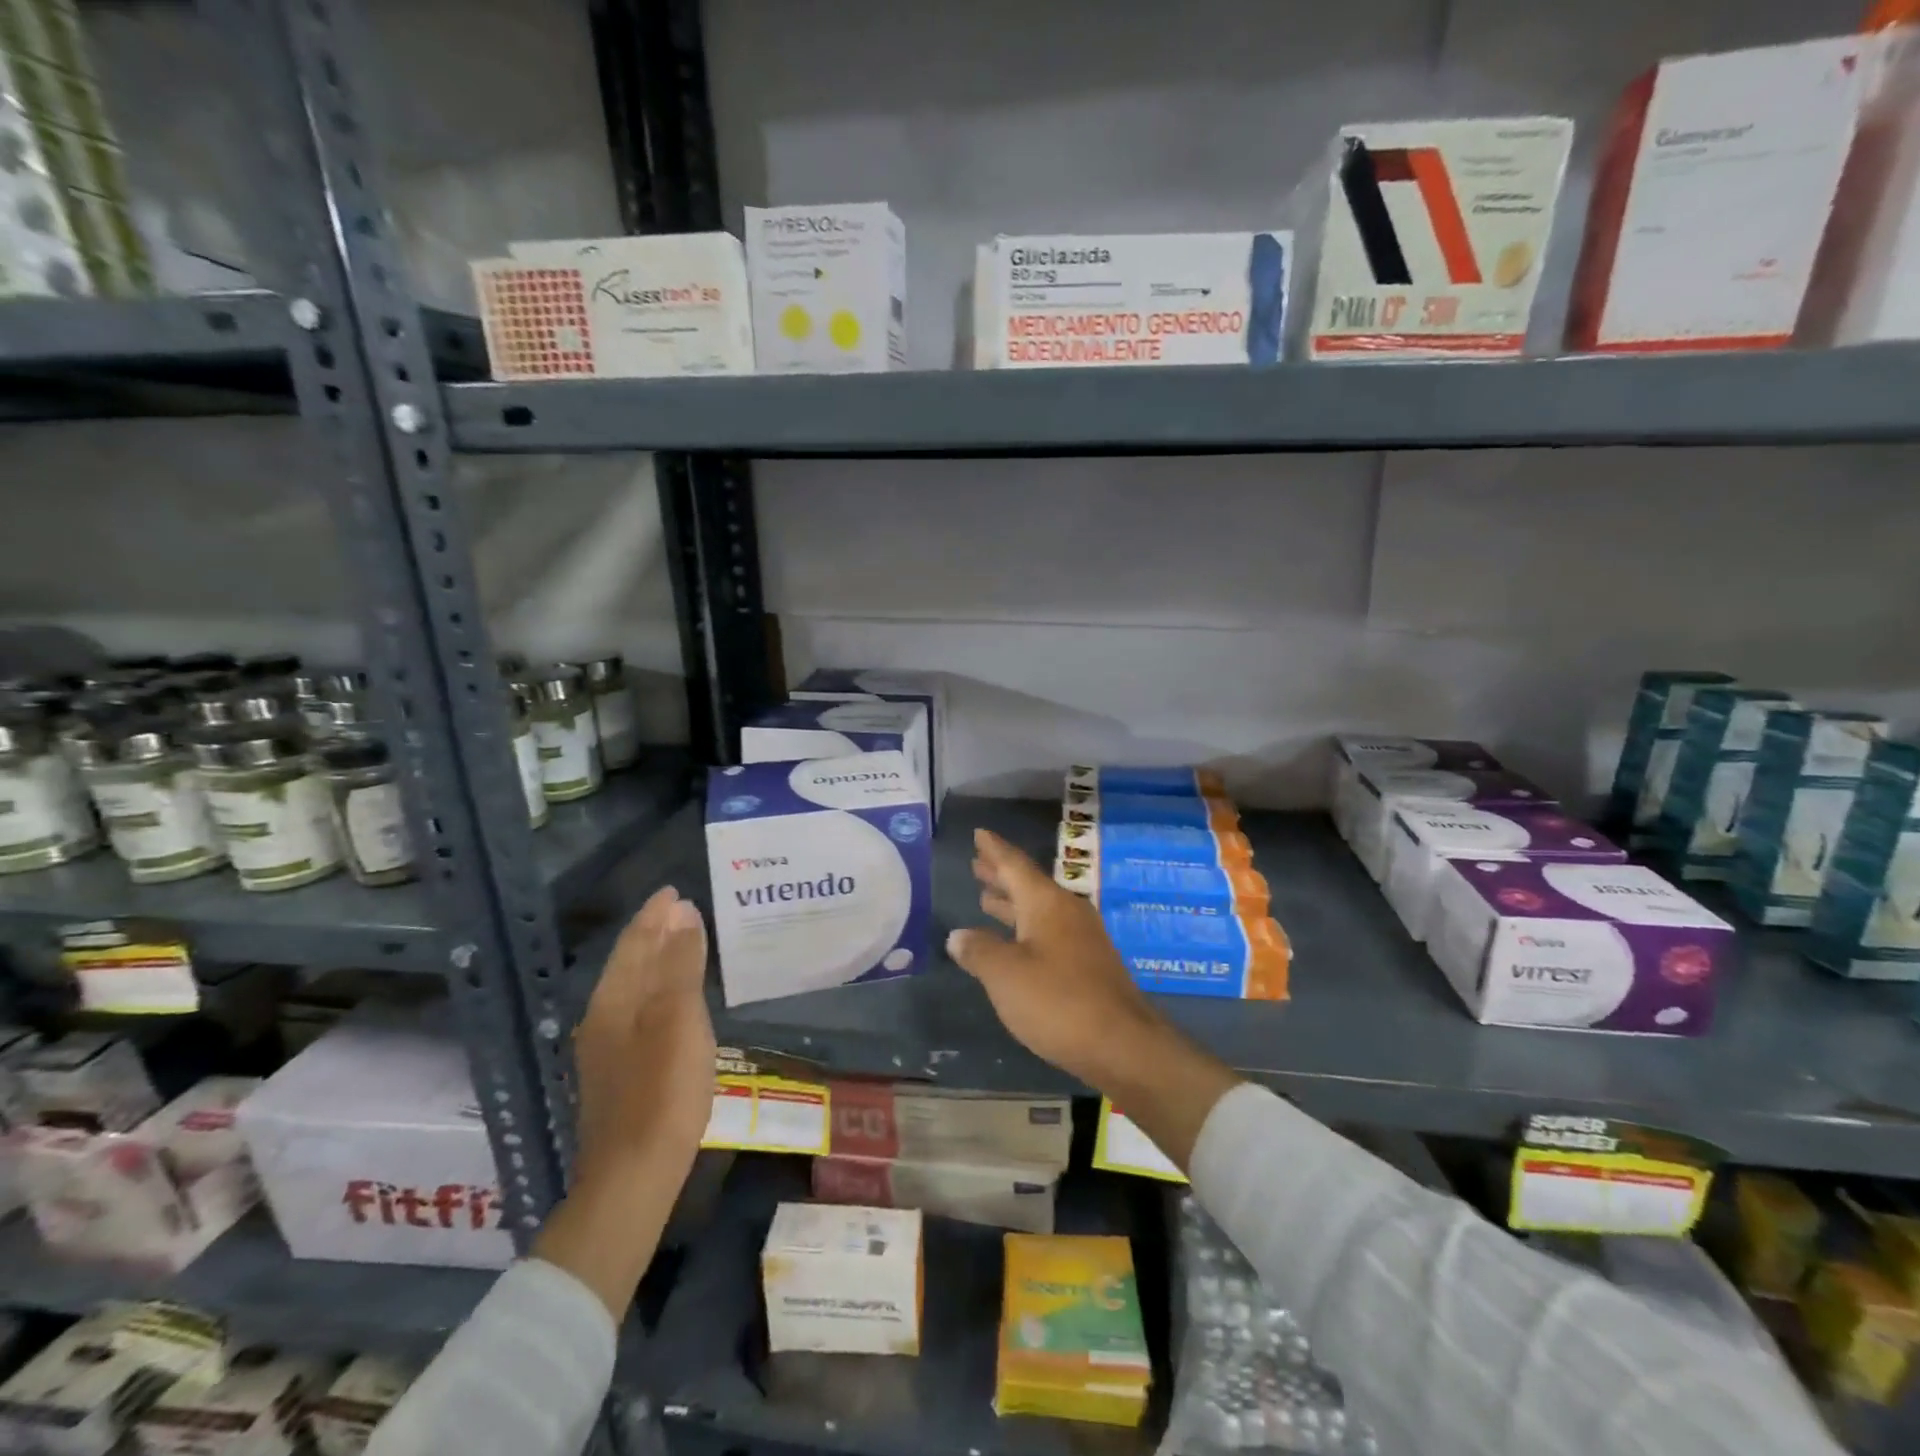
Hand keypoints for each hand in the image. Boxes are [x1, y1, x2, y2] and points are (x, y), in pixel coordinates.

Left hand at [572, 886, 714, 1184]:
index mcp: (614, 1001)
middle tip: (680, 910)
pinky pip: (638, 1011)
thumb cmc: (662, 1091)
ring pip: (632, 988)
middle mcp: (603, 1019)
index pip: (634, 944)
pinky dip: (657, 989)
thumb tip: (683, 914)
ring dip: (656, 961)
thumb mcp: (679, 1019)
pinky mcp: (620, 1073)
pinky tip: (672, 999)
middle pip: (629, 964)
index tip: (673, 891)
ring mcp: (608, 1049)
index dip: (653, 915)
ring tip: (681, 943)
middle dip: (653, 933)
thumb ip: (680, 965)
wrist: (633, 1177)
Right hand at [946, 829, 1163, 1088]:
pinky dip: (1026, 928)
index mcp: (1046, 903)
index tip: (980, 833)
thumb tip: (958, 935)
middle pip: (1028, 885)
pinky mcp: (1089, 965)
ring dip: (1012, 903)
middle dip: (1001, 876)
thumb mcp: (1005, 975)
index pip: (1015, 865)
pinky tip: (1015, 943)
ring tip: (987, 897)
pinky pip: (1049, 932)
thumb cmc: (1057, 1001)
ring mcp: (1082, 938)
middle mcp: (1067, 912)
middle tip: (977, 864)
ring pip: (1039, 910)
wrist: (1122, 1044)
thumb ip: (979, 951)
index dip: (994, 850)